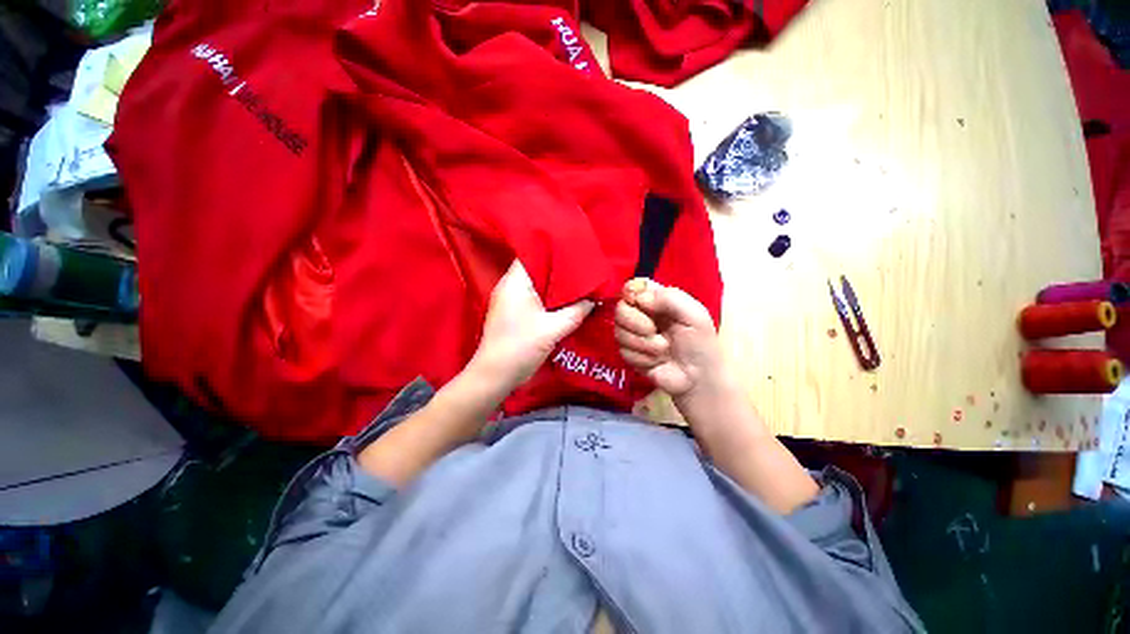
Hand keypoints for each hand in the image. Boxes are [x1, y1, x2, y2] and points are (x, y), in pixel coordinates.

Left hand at [470, 260, 593, 392]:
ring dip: (555, 284)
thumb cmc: (521, 347)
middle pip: (537, 268)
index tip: (576, 250)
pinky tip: (566, 300)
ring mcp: (511, 300)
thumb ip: (576, 312)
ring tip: (578, 281)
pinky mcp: (514, 312)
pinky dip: (549, 297)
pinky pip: (535, 297)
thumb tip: (594, 299)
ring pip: (537, 284)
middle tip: (583, 267)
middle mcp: (510, 286)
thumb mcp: (553, 329)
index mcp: (515, 283)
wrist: (496, 375)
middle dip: (560, 268)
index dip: (555, 250)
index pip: (534, 254)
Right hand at [614, 278, 723, 400]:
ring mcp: (633, 335)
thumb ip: (670, 298)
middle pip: (620, 309)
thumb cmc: (700, 344)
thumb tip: (639, 297)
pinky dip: (642, 357)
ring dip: (643, 344)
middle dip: (636, 322)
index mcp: (657, 300)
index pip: (632, 287)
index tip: (638, 303)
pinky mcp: (629, 354)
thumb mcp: (694, 315)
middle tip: (654, 331)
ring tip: (663, 350)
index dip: (630, 293)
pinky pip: (623, 351)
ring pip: (619, 332)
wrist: (698, 379)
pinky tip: (656, 361)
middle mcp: (642, 314)